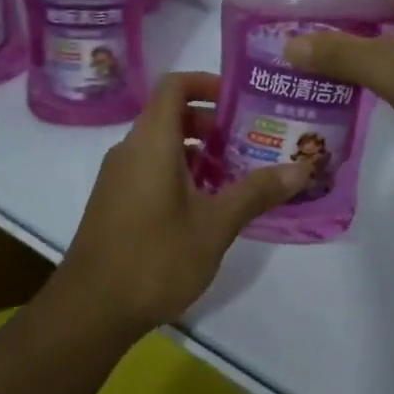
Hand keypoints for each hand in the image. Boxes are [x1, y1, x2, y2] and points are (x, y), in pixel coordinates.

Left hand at [56, 71, 307, 333]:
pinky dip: (180, 173)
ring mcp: (118, 177)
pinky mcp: (115, 202)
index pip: (174, 85)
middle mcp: (130, 149)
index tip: (241, 100)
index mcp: (151, 141)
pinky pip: (150, 169)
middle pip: (171, 115)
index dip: (207, 83)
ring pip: (162, 145)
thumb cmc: (155, 258)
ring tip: (238, 175)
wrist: (90, 310)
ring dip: (199, 152)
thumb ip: (256, 192)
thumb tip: (302, 168)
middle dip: (212, 124)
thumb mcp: (215, 225)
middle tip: (251, 142)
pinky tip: (208, 206)